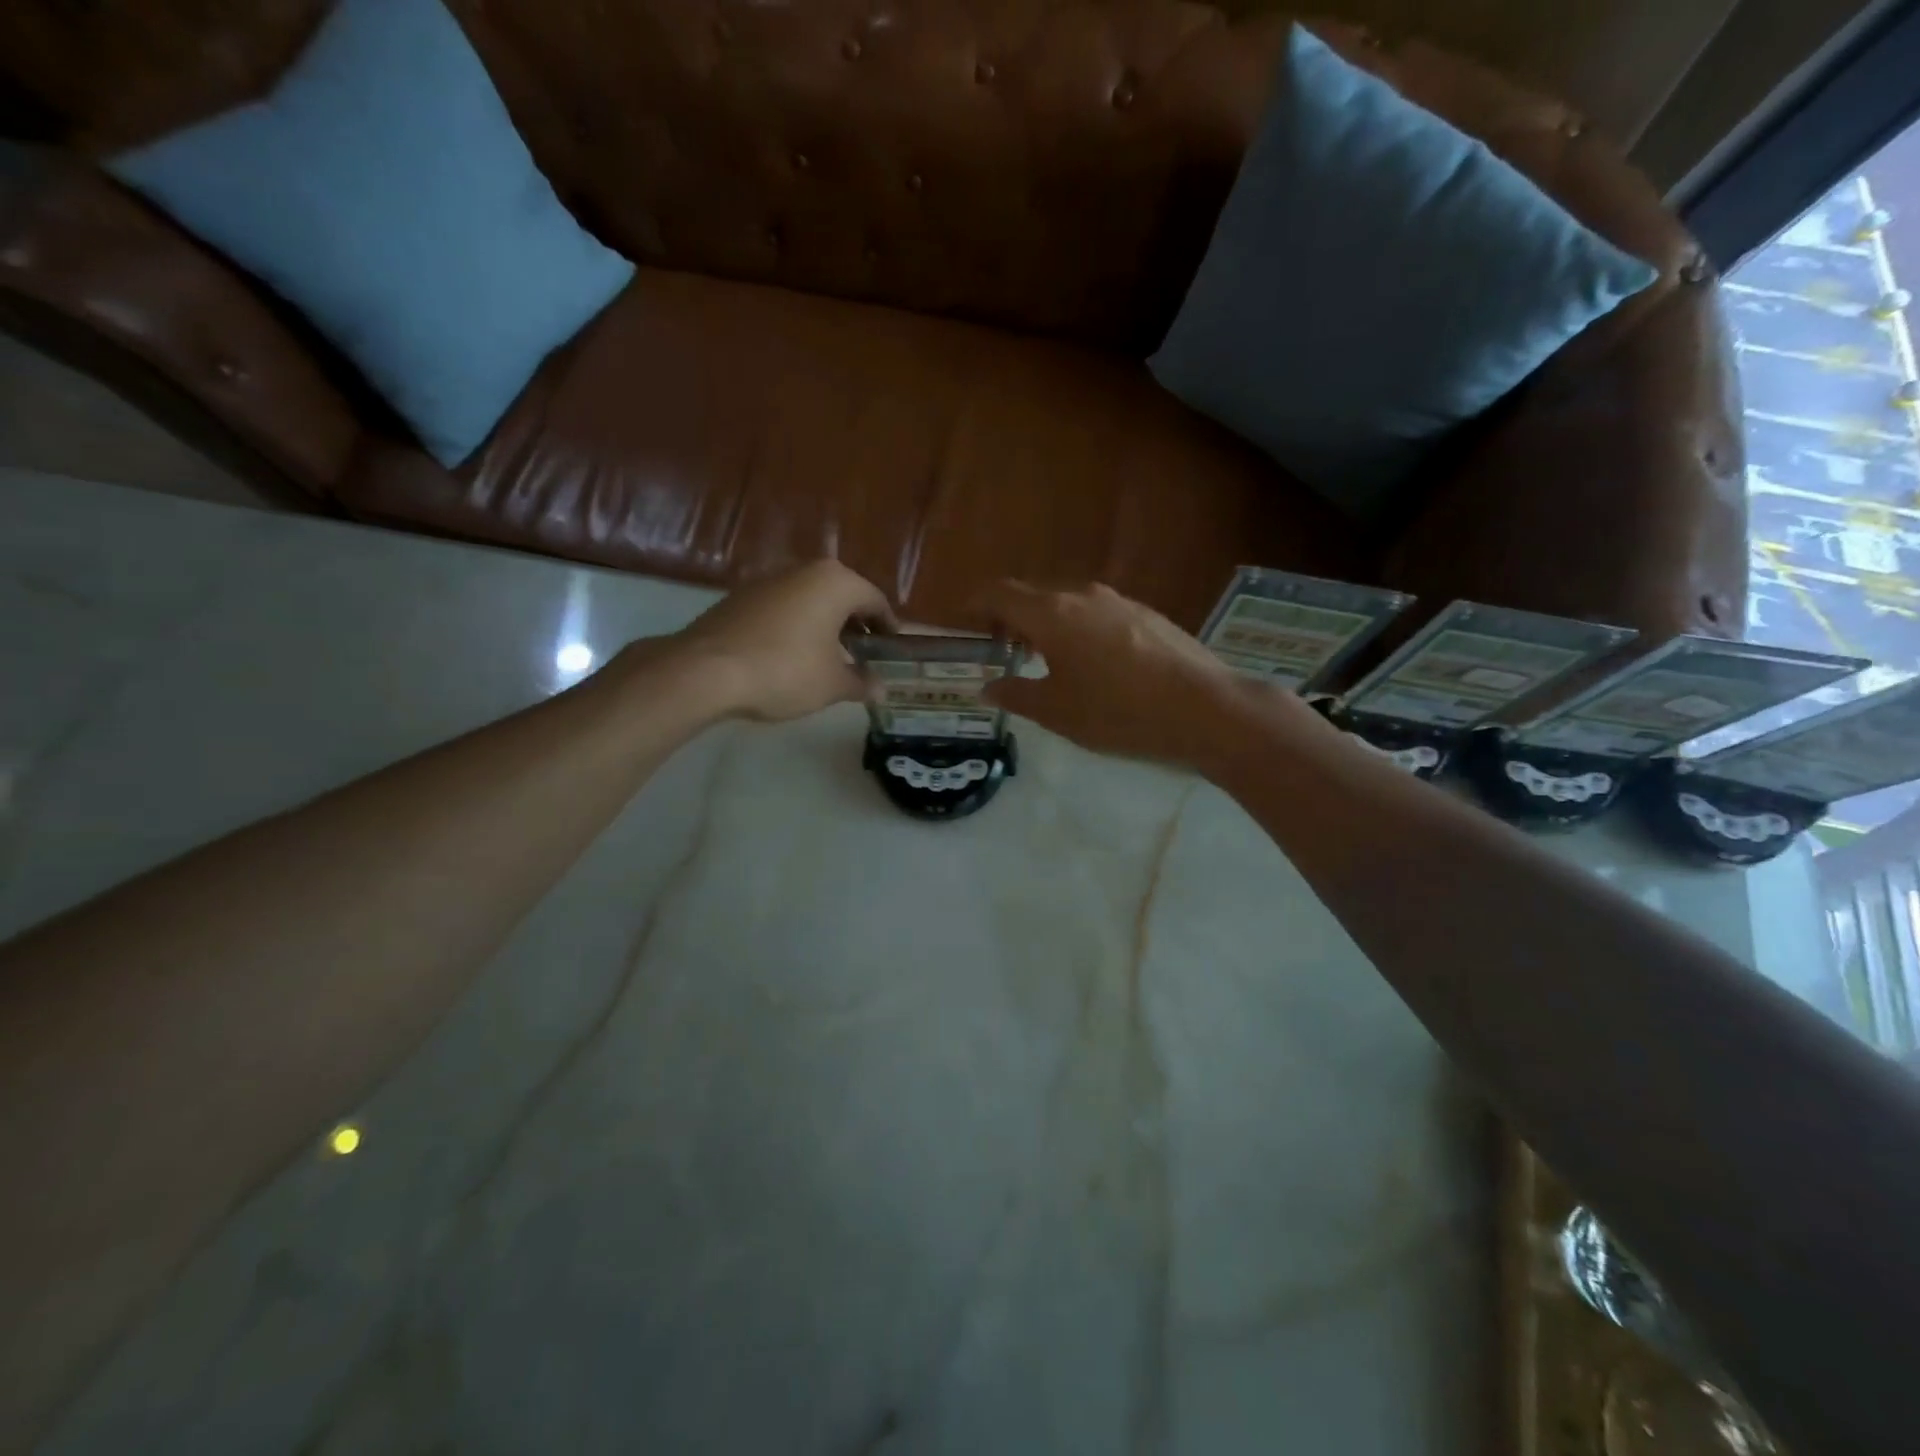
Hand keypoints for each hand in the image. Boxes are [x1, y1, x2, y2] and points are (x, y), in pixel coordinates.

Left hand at [644, 560, 893, 721]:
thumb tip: (880, 688)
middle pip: (843, 596)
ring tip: (830, 659)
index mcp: (836, 582)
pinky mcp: (742, 596)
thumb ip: (862, 683)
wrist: (706, 671)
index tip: (892, 652)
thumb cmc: (785, 671)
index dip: (888, 629)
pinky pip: (784, 608)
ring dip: (826, 626)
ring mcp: (769, 579)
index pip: (876, 602)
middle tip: (864, 657)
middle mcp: (805, 570)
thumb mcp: (832, 685)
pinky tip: (793, 656)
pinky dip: (797, 626)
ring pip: (812, 600)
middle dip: (856, 626)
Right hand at [971, 580, 1285, 767]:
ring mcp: (1118, 601)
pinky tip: (1090, 663)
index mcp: (1051, 613)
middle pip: (1031, 594)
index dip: (974, 604)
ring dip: (1044, 623)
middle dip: (1008, 617)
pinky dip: (1076, 627)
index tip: (962, 624)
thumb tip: (988, 686)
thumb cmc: (1119, 712)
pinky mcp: (1146, 613)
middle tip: (1001, 651)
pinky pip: (1095, 612)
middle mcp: (1082, 595)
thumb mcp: (1058, 712)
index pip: (998, 593)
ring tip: (1044, 660)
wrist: (1205, 709)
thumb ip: (1016, 694)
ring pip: (1066, 602)